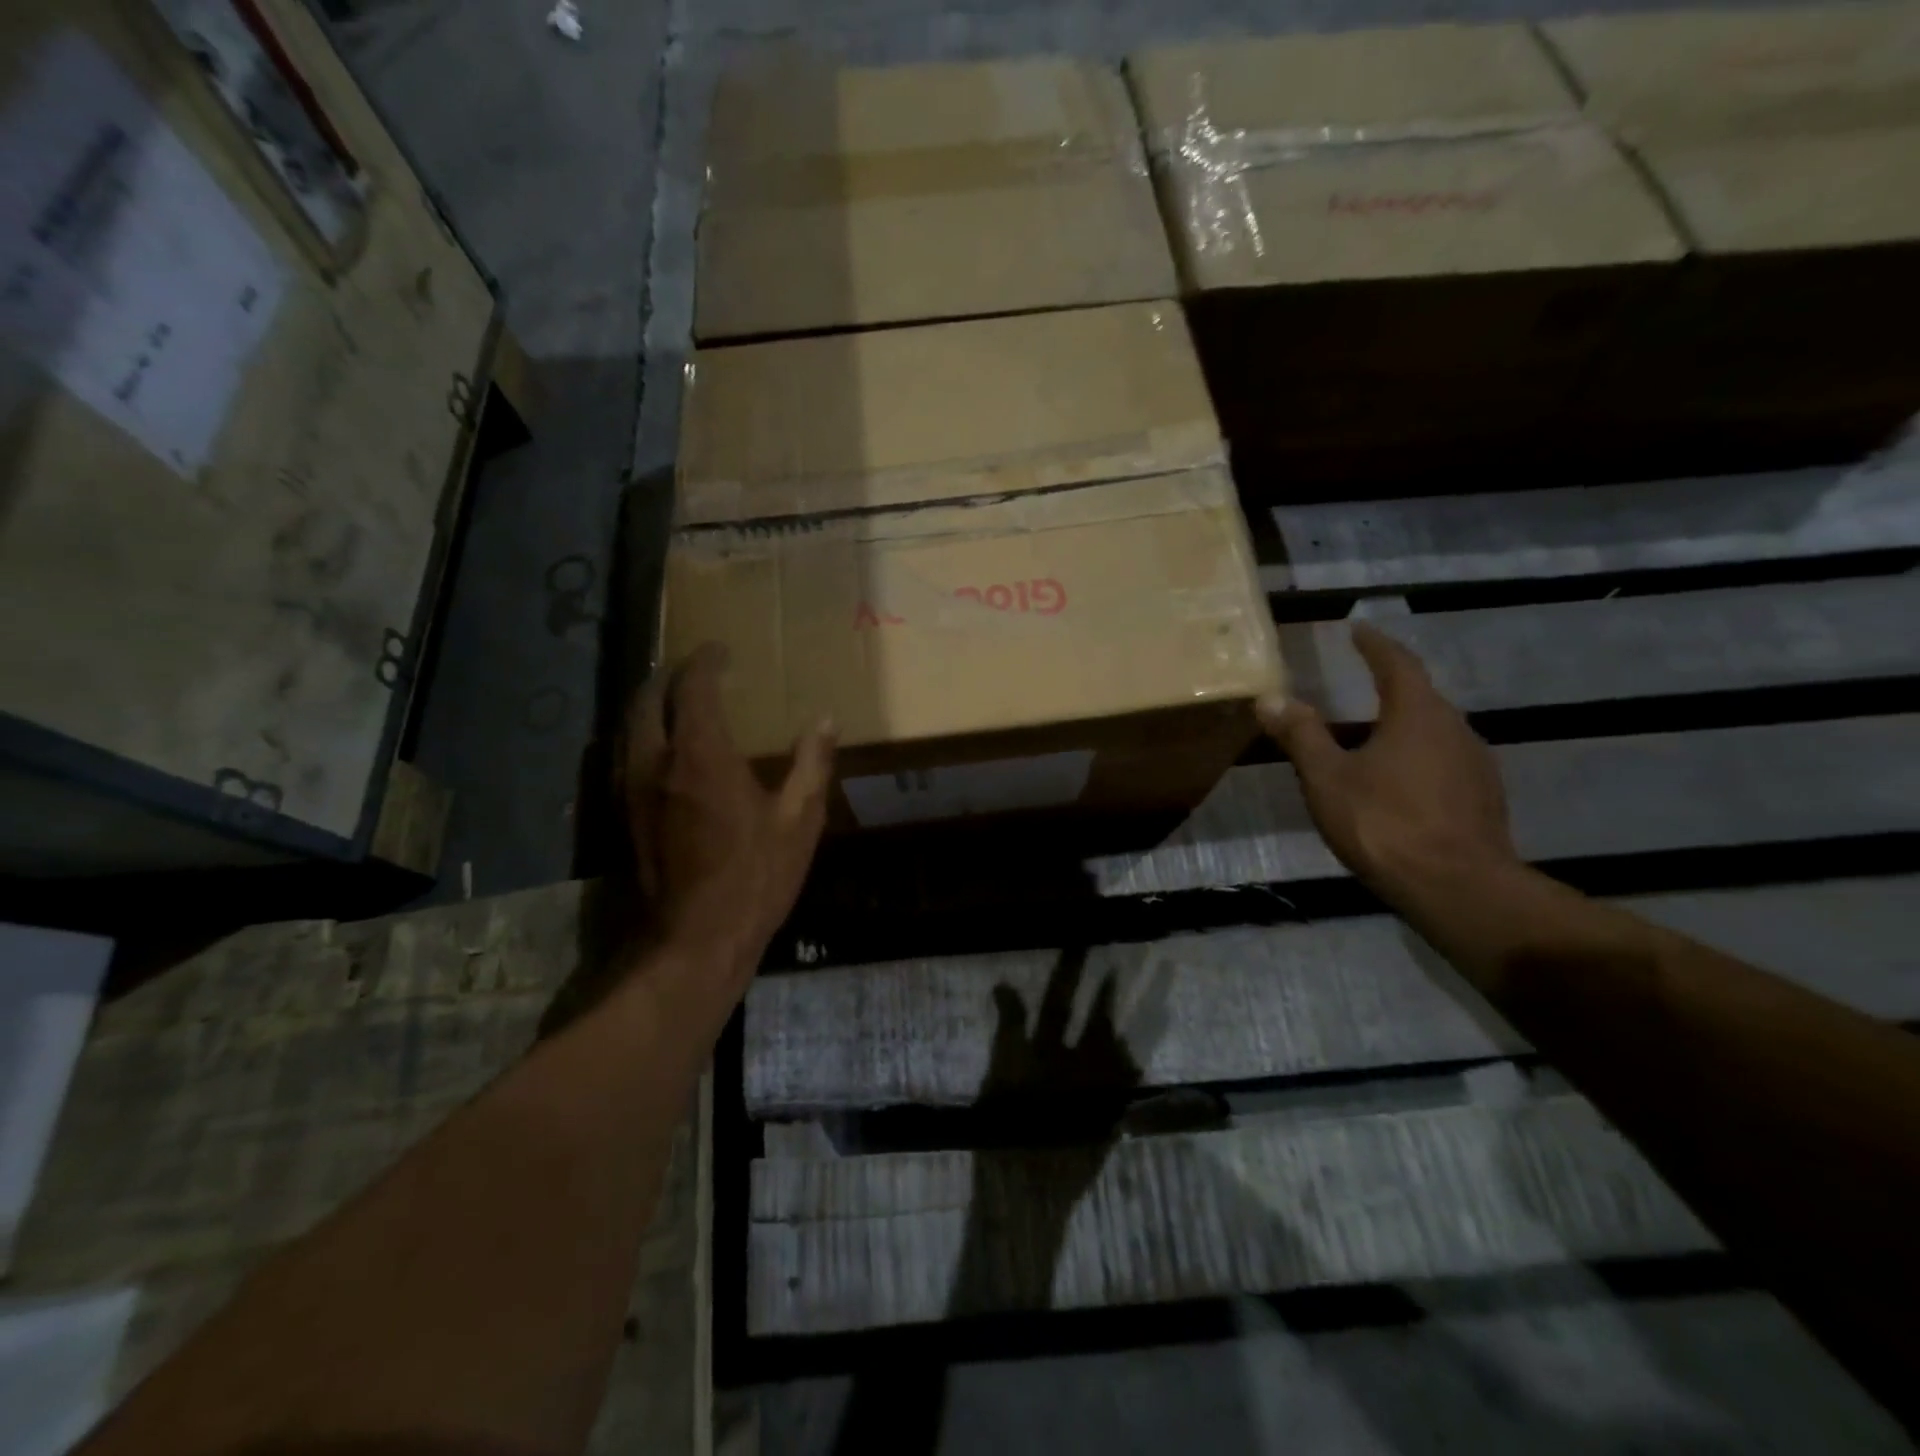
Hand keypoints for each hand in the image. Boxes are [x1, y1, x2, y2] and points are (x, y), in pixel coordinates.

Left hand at [622, 644, 835, 994]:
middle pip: (647, 699)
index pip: (693, 688)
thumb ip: (811, 764)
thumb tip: (825, 721)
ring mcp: (633, 789)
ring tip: (675, 699)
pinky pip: (625, 754)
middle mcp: (656, 762)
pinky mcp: (624, 815)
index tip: (719, 649)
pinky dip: (642, 734)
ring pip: (628, 726)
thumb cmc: (755, 877)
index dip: (705, 662)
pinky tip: (662, 748)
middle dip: (668, 675)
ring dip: (649, 703)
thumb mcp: (800, 821)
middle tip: (693, 668)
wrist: (696, 939)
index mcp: (702, 756)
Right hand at [1257, 622, 1518, 901]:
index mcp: (1417, 714)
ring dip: (1402, 726)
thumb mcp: (1328, 778)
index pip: (1397, 663)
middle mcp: (1455, 729)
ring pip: (1433, 732)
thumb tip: (1270, 698)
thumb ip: (1302, 735)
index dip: (1375, 645)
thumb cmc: (1384, 823)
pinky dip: (1417, 759)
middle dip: (1389, 687)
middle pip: (1420, 697)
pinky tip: (1398, 783)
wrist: (1458, 888)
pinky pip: (1444, 762)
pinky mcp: (1483, 798)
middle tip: (1359, 685)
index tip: (1358, 629)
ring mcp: (1476, 765)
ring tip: (1371, 737)